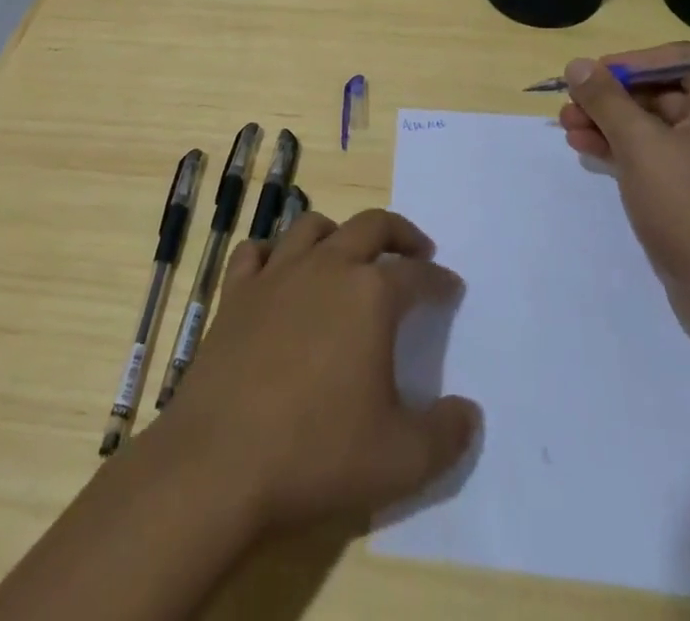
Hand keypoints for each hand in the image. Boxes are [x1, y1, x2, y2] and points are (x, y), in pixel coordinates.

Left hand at [153, 209, 478, 536]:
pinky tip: (278, 273)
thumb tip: (470, 413)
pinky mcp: (235, 293)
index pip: (417, 274)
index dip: (439, 280)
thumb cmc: (317, 454)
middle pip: (370, 225)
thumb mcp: (401, 461)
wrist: (220, 463)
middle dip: (400, 233)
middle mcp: (326, 267)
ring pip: (311, 226)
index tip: (451, 288)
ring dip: (337, 234)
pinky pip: (255, 253)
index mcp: (370, 295)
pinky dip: (272, 254)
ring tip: (347, 256)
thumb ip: (446, 436)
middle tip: (416, 250)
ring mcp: (276, 275)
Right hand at [559, 44, 689, 354]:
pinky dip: (622, 149)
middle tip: (569, 106)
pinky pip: (655, 154)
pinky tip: (585, 150)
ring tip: (567, 128)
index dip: (630, 62)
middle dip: (610, 97)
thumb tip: (578, 64)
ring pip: (652, 124)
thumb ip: (606, 100)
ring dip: (608, 122)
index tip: (592, 77)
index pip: (676, 58)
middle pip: (659, 90)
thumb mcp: (640, 146)